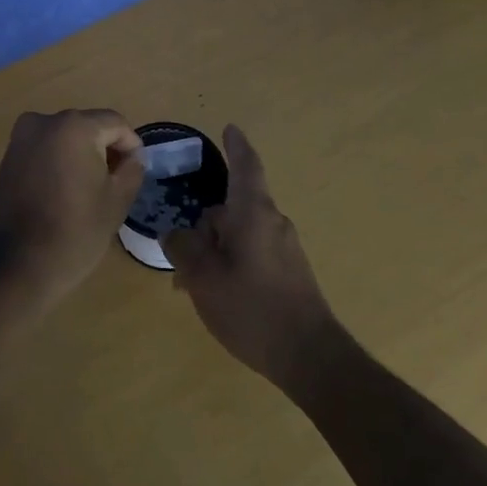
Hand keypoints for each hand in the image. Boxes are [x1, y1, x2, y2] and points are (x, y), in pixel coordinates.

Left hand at [0, 109, 143, 309]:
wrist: (14, 267)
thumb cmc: (74, 232)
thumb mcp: (116, 201)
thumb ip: (132, 169)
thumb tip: (132, 156)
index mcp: (74, 126)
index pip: (115, 124)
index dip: (131, 146)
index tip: (135, 173)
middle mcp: (43, 122)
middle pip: (88, 127)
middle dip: (105, 150)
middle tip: (116, 183)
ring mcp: (20, 139)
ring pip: (64, 138)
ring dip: (81, 157)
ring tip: (90, 191)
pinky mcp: (6, 159)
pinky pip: (43, 151)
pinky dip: (58, 164)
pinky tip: (63, 194)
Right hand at [162, 124, 338, 387]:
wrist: (310, 357)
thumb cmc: (252, 309)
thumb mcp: (203, 277)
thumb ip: (183, 248)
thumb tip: (175, 234)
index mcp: (254, 213)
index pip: (245, 167)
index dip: (236, 146)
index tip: (230, 128)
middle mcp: (273, 222)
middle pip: (231, 208)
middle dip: (204, 229)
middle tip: (179, 262)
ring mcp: (284, 248)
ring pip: (239, 235)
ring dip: (214, 251)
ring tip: (192, 287)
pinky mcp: (290, 272)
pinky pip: (252, 253)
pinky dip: (230, 264)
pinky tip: (218, 296)